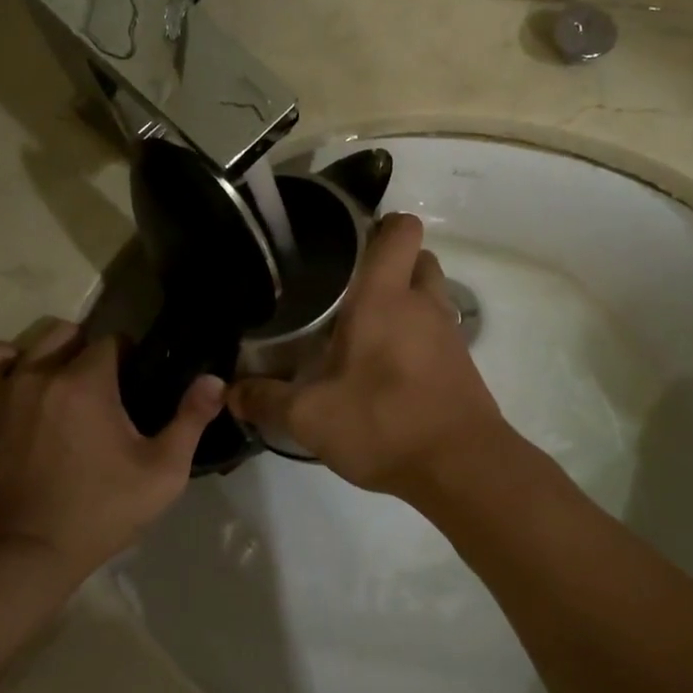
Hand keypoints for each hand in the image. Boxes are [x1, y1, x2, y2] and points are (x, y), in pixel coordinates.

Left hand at [0, 321, 223, 577]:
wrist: (26, 552)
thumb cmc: (101, 511)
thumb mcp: (162, 472)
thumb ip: (191, 420)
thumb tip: (215, 380)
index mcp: (87, 382)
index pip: (112, 341)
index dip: (131, 356)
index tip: (138, 383)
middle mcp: (42, 373)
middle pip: (71, 334)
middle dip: (93, 352)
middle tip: (109, 389)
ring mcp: (6, 389)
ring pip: (34, 343)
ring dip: (56, 353)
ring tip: (69, 386)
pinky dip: (8, 361)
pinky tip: (25, 382)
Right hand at [227, 213, 509, 500]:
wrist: (462, 467)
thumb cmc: (384, 423)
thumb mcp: (310, 417)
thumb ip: (266, 400)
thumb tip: (231, 391)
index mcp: (385, 298)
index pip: (401, 230)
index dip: (382, 224)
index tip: (350, 240)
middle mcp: (423, 304)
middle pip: (419, 257)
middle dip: (392, 264)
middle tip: (351, 288)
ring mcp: (449, 333)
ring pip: (431, 294)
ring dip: (407, 300)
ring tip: (366, 328)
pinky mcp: (462, 363)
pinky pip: (439, 331)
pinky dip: (418, 335)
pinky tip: (387, 366)